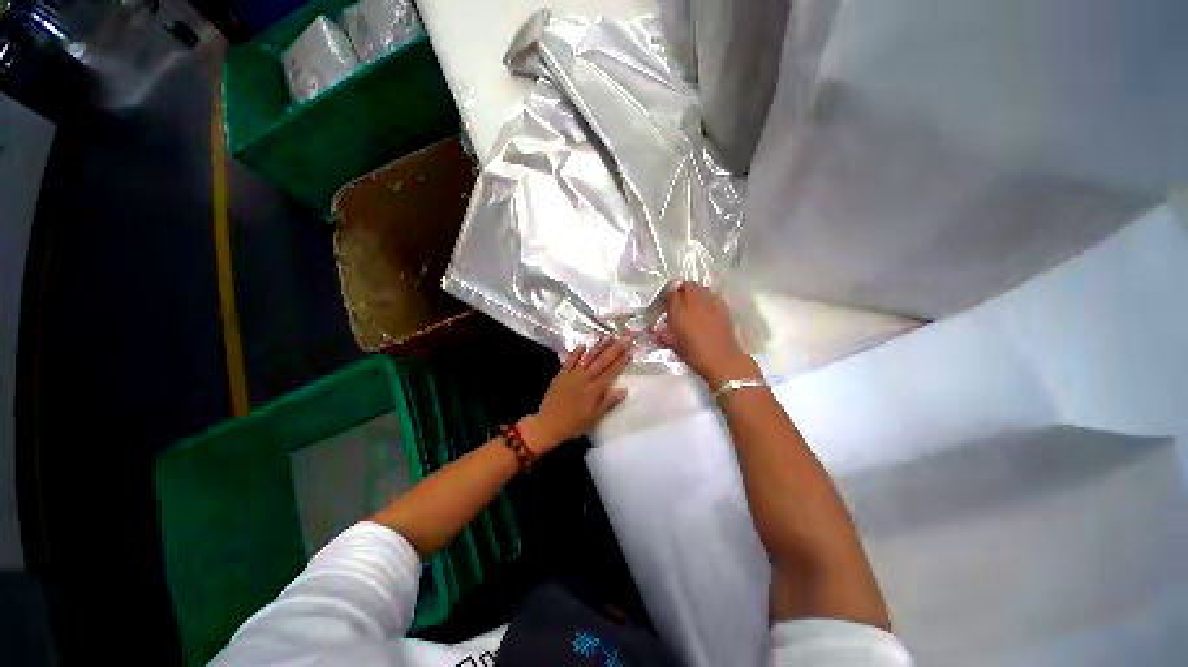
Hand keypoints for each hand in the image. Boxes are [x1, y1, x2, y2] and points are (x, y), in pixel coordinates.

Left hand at [520, 337, 630, 454]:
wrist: (548, 424)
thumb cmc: (574, 424)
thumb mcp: (594, 417)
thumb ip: (609, 402)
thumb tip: (624, 390)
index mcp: (594, 389)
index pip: (611, 372)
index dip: (621, 361)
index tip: (630, 351)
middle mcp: (585, 378)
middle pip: (602, 360)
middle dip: (615, 348)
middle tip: (625, 338)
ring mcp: (572, 374)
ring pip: (588, 357)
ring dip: (599, 346)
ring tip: (609, 336)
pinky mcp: (561, 374)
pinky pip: (570, 360)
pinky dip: (577, 352)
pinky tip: (583, 344)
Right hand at [654, 282, 757, 387]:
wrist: (722, 359)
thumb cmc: (694, 354)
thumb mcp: (673, 345)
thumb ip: (662, 335)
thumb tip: (653, 330)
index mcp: (678, 311)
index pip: (670, 295)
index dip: (667, 299)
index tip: (666, 307)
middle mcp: (694, 302)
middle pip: (687, 286)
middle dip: (681, 291)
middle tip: (679, 303)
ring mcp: (710, 302)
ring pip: (700, 288)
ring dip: (695, 293)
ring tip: (692, 304)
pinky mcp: (723, 307)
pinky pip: (712, 296)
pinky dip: (707, 299)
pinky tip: (706, 310)